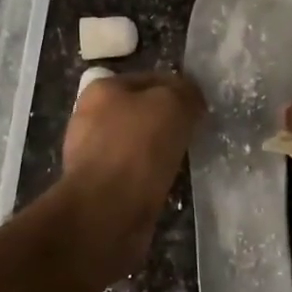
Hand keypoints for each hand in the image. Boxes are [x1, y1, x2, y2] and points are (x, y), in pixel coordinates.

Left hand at [60, 72, 205, 276]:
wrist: (106, 211)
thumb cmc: (138, 148)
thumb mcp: (172, 103)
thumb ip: (185, 92)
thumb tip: (190, 100)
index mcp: (102, 89)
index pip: (152, 79)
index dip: (181, 91)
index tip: (201, 110)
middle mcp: (90, 117)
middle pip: (143, 113)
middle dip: (169, 123)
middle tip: (196, 135)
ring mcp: (91, 154)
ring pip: (139, 145)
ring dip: (161, 152)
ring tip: (185, 162)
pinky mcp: (98, 187)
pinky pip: (134, 174)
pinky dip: (151, 178)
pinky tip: (167, 185)